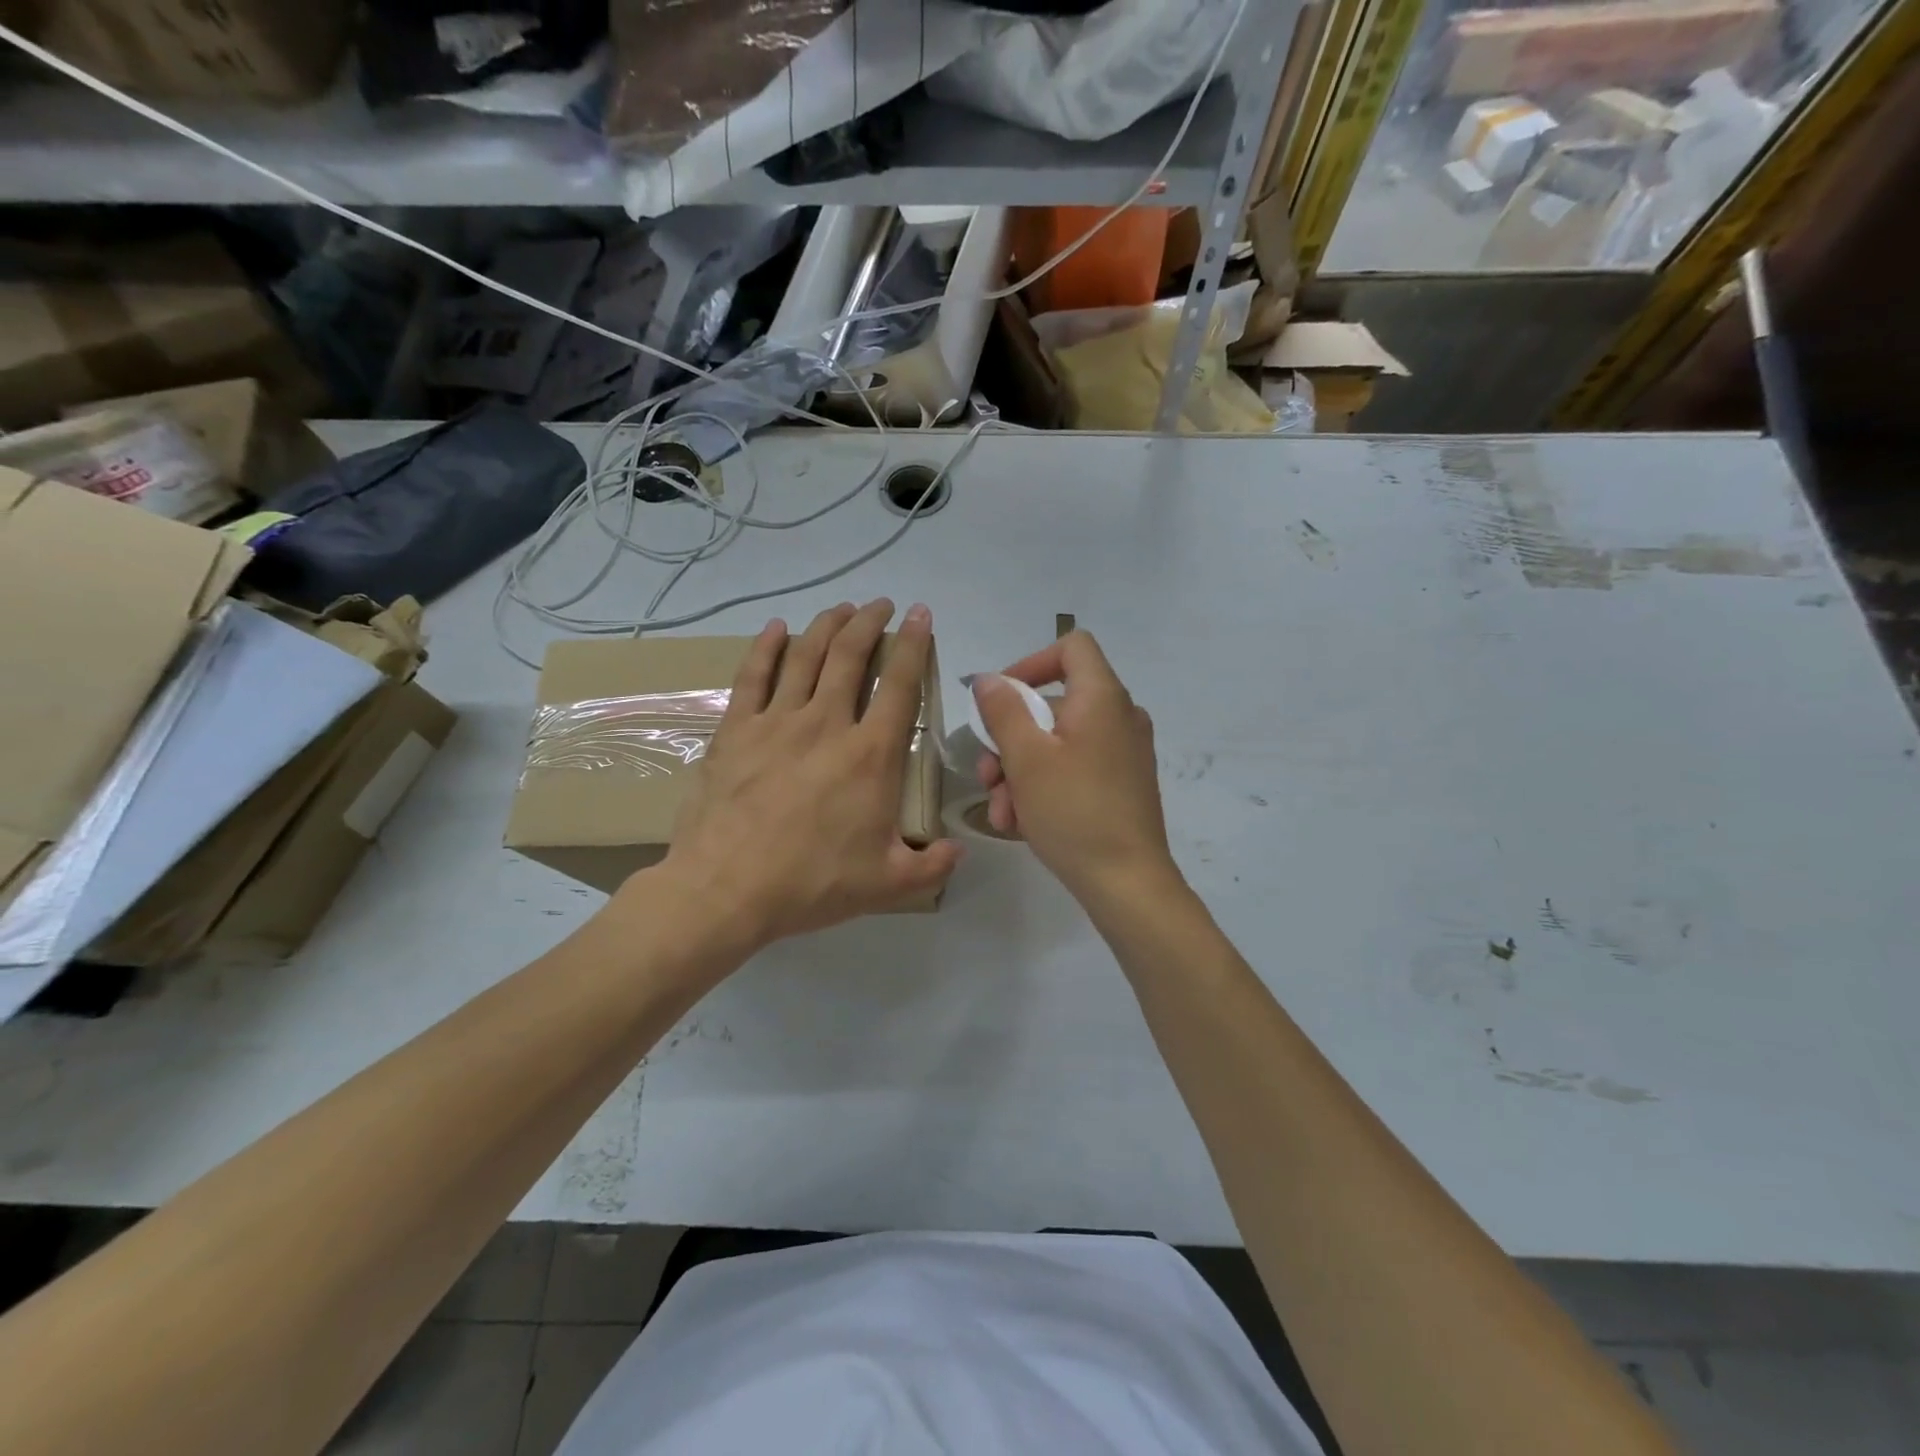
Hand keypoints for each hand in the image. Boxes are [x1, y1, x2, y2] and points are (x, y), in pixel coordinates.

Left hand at [640, 600, 961, 952]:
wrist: (726, 889)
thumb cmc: (812, 883)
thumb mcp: (887, 883)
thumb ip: (931, 865)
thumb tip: (960, 852)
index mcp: (870, 754)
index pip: (901, 684)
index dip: (916, 644)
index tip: (921, 615)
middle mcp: (826, 723)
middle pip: (851, 655)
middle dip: (870, 622)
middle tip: (881, 605)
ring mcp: (776, 721)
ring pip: (806, 655)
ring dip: (827, 625)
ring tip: (842, 608)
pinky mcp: (736, 729)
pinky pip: (754, 675)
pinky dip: (766, 646)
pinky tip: (776, 628)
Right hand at [973, 631, 1178, 905]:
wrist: (1127, 883)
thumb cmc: (1074, 812)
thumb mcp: (1026, 758)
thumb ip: (1003, 710)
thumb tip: (989, 680)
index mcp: (1102, 698)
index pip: (1071, 647)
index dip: (1030, 663)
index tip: (999, 699)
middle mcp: (1119, 716)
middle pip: (1054, 703)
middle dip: (1011, 738)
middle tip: (988, 776)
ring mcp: (1123, 752)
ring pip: (1058, 742)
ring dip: (1020, 771)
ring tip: (1002, 812)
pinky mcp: (1121, 784)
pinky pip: (1075, 768)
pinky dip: (1045, 786)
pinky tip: (1021, 823)